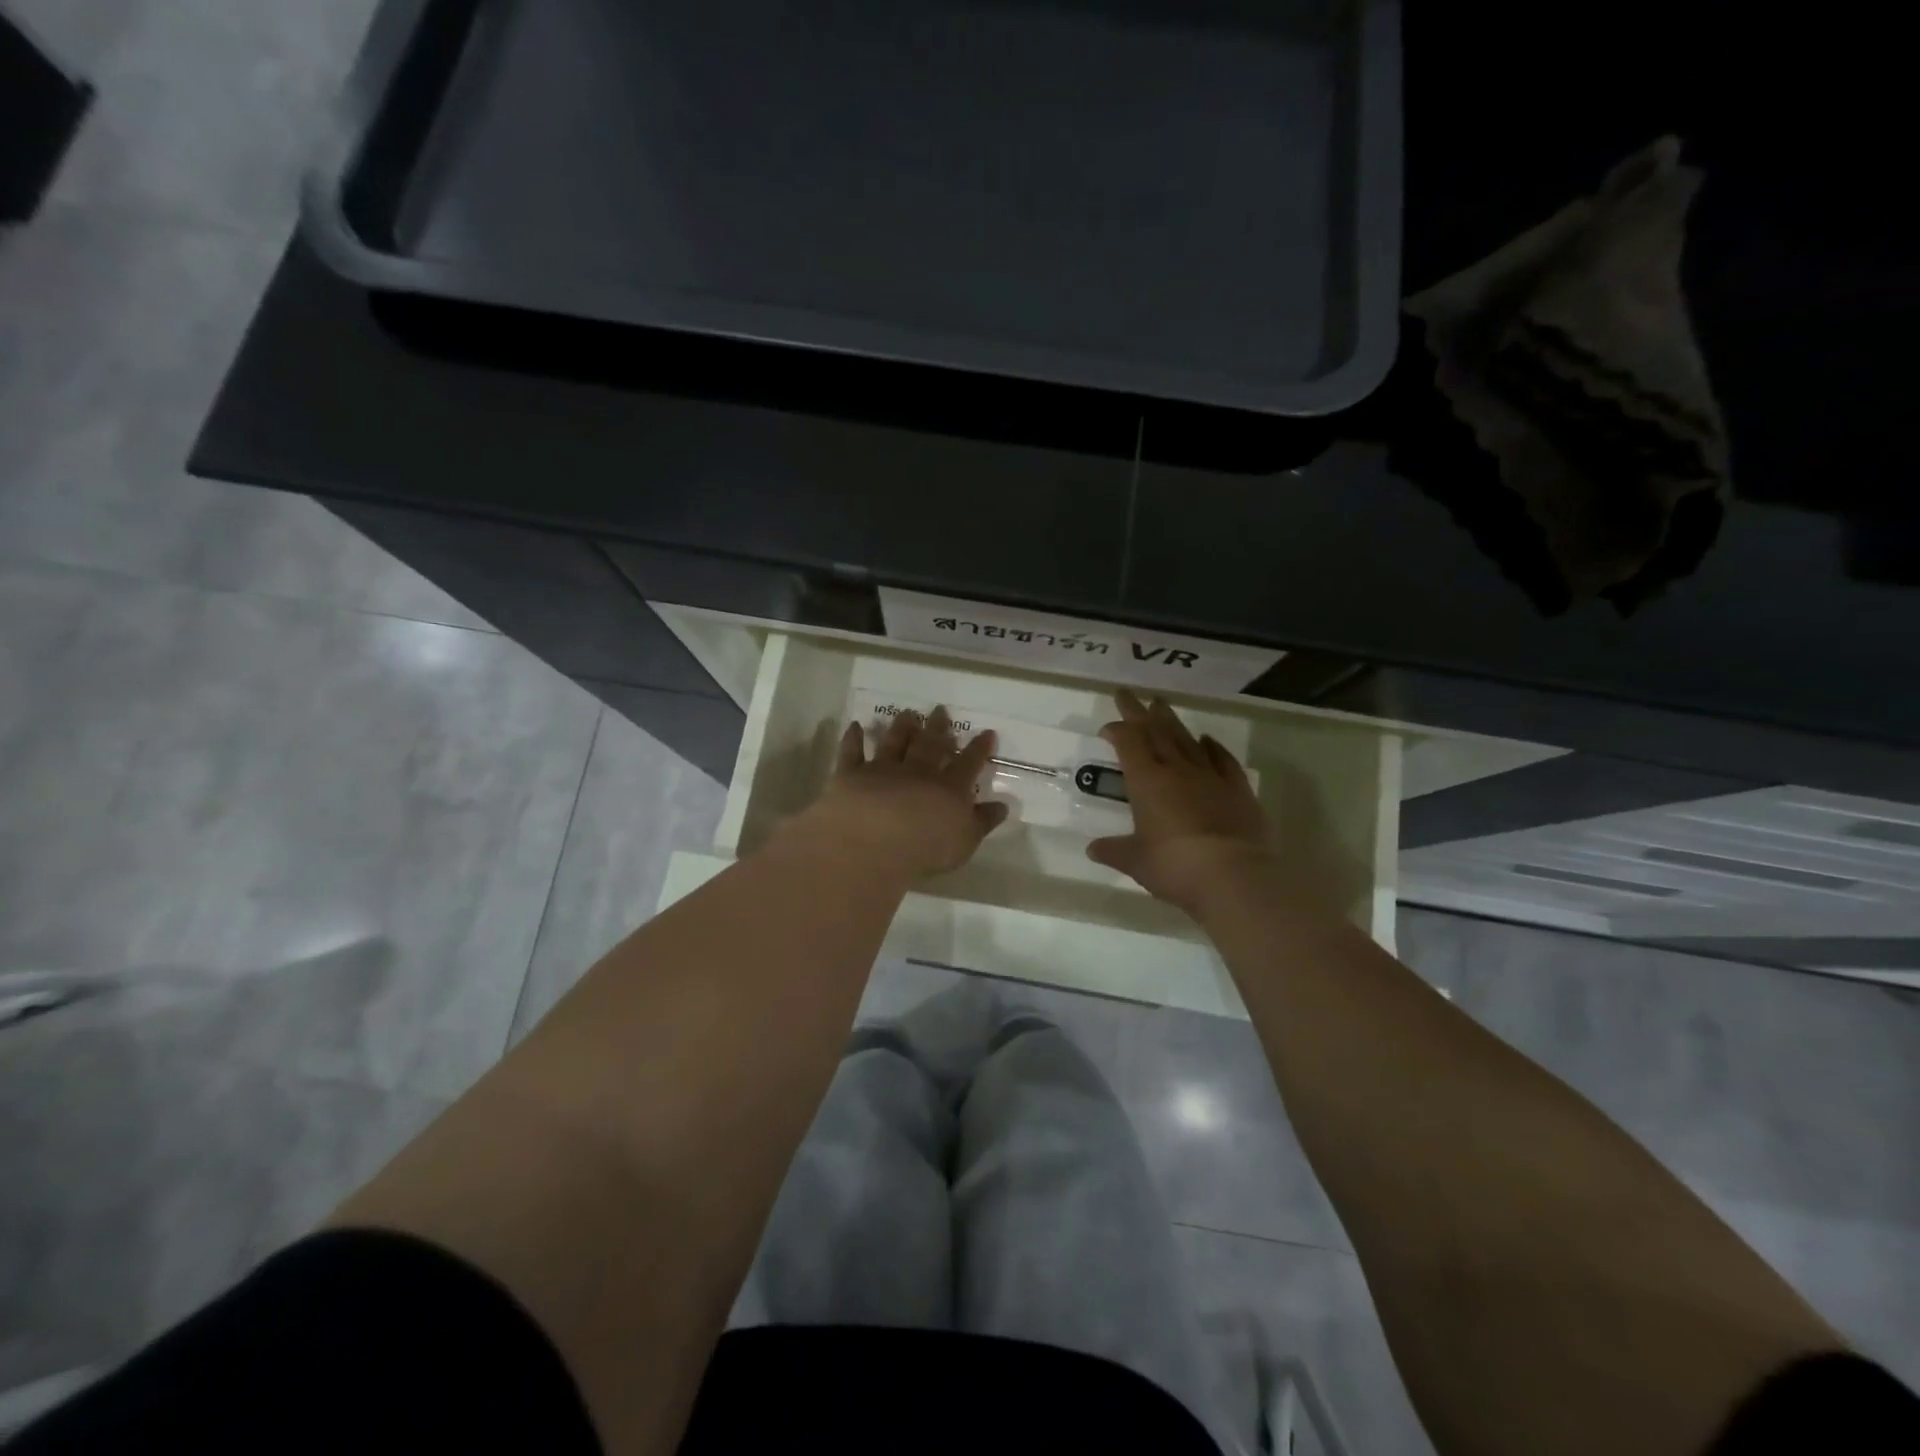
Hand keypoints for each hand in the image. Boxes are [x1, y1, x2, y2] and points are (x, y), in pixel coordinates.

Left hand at [792, 706, 1009, 878]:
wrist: (876, 842)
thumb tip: (1003, 806)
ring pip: (894, 743)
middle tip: (941, 710)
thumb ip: (983, 821)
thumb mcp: (966, 841)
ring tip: (907, 713)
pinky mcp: (852, 775)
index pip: (969, 764)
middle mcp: (918, 772)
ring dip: (901, 727)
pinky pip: (852, 752)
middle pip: (930, 745)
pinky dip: (853, 738)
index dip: (979, 748)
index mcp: (949, 788)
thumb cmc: (927, 848)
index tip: (987, 733)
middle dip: (938, 727)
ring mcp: (883, 770)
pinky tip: (855, 726)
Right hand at [1088, 689, 1354, 920]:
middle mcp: (1177, 770)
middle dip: (1139, 712)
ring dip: (1172, 721)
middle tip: (1129, 693)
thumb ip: (1115, 851)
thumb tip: (1093, 849)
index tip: (1107, 728)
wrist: (1234, 876)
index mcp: (1146, 781)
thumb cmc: (1175, 867)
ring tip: (1162, 704)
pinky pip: (1222, 760)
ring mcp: (1210, 776)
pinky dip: (1212, 747)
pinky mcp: (1238, 790)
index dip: (1117, 731)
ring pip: (1186, 739)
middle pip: (1156, 731)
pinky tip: (1207, 739)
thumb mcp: (1136, 862)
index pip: (1128, 743)